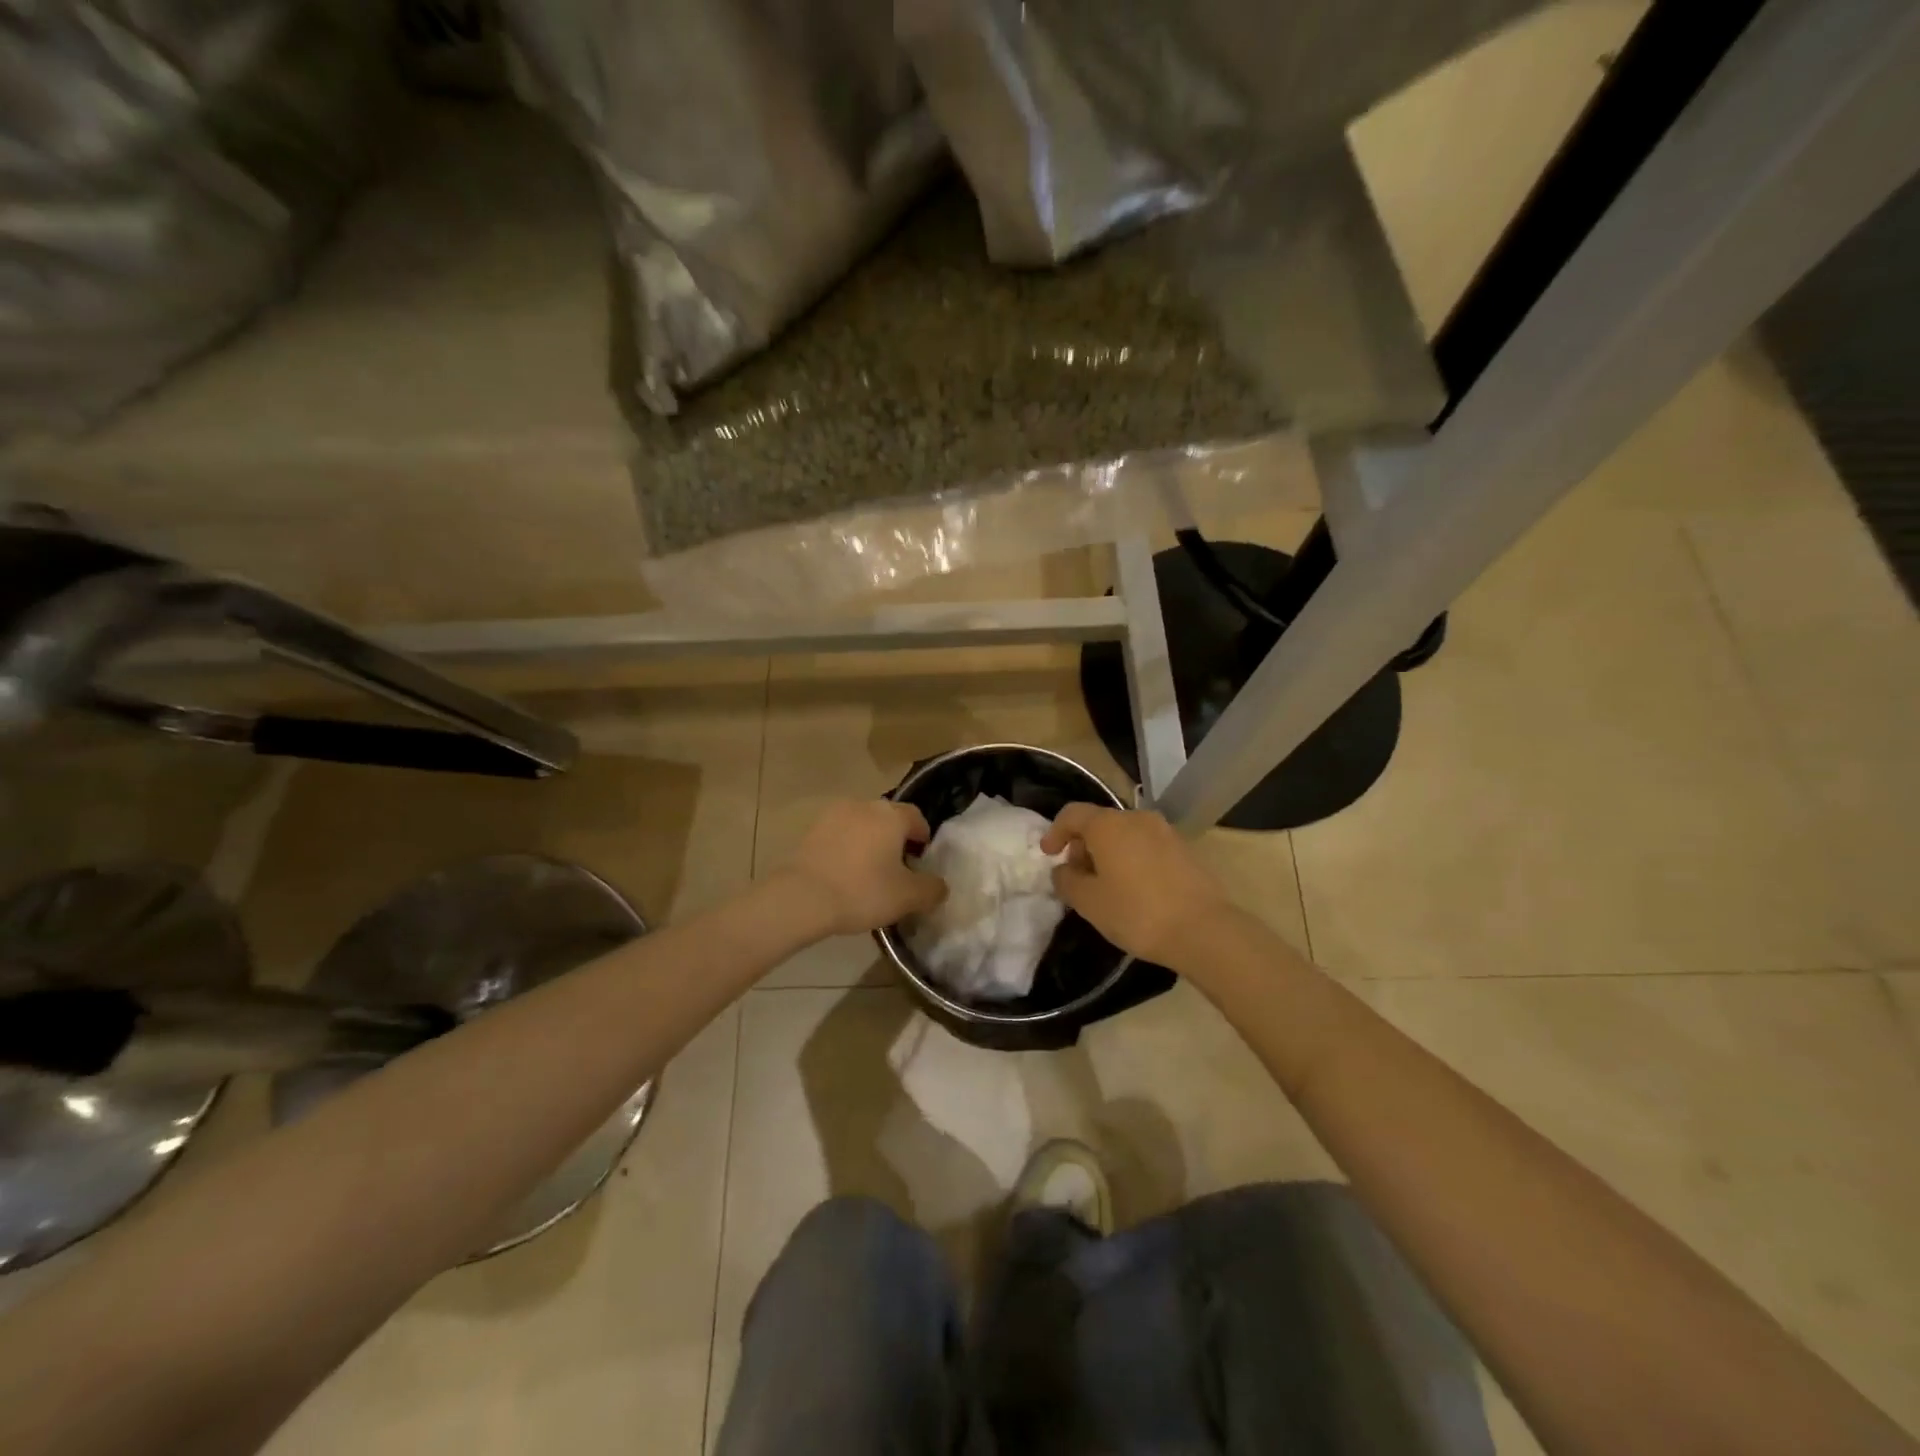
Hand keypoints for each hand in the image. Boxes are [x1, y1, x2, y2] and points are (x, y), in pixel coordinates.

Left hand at [784, 799, 947, 935]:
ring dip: (869, 843)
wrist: (802, 897)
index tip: (920, 862)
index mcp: (892, 815)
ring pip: (862, 826)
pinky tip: (843, 874)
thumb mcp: (908, 897)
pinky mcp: (811, 829)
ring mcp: (834, 814)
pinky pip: (838, 835)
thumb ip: (932, 889)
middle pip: (888, 819)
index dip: (923, 839)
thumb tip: (940, 885)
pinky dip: (846, 849)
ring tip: (867, 874)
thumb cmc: (862, 891)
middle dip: (895, 840)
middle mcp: (864, 805)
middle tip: (896, 870)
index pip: (917, 818)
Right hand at [1042, 804, 1230, 966]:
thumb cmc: (1137, 913)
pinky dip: (1132, 859)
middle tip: (1078, 877)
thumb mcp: (1089, 902)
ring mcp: (1165, 832)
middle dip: (1083, 846)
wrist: (1204, 930)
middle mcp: (1137, 818)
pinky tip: (1135, 890)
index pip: (1072, 814)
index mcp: (1108, 825)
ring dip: (1109, 853)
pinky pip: (1147, 846)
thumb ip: (1067, 881)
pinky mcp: (1185, 849)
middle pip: (1100, 823)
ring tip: (1106, 886)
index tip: (1049, 855)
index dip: (1055, 832)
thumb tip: (1064, 870)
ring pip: (1125, 834)